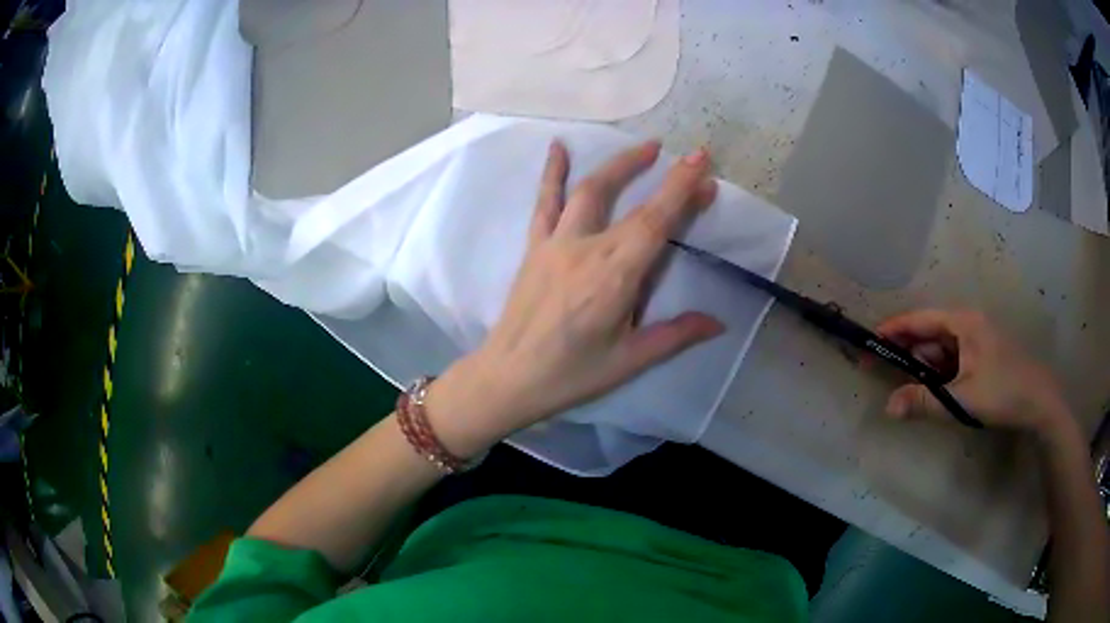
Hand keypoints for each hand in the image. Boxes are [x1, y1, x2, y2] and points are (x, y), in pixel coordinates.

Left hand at [426, 141, 724, 455]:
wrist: (508, 377)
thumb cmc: (571, 374)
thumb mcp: (630, 360)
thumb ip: (676, 335)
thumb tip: (718, 323)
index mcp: (614, 277)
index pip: (655, 222)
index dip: (680, 189)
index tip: (700, 161)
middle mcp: (585, 249)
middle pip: (628, 201)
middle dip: (661, 174)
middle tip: (686, 156)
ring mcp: (555, 243)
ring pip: (588, 191)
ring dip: (617, 165)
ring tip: (644, 148)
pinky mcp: (535, 247)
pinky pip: (545, 203)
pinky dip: (552, 173)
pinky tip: (557, 147)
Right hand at [877, 309, 1071, 438]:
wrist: (1039, 401)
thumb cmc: (1002, 391)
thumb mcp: (962, 399)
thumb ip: (924, 402)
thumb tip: (888, 408)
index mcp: (963, 322)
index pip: (921, 319)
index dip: (894, 329)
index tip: (871, 341)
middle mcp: (968, 325)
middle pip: (929, 334)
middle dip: (906, 351)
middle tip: (880, 369)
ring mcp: (977, 341)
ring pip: (941, 350)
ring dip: (922, 367)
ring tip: (902, 386)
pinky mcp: (983, 357)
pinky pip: (953, 361)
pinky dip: (938, 375)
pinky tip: (931, 391)